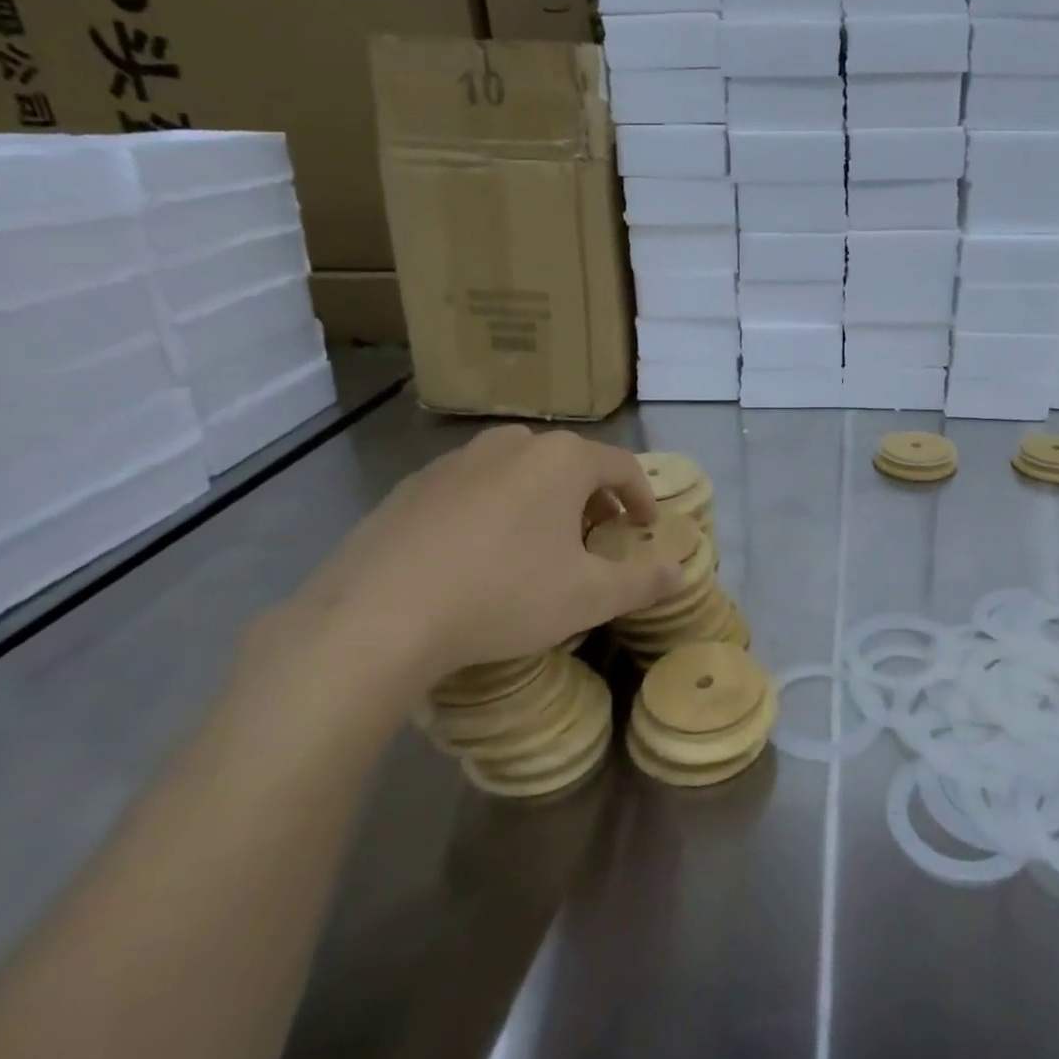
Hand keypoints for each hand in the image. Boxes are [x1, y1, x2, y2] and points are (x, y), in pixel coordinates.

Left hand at [252, 427, 681, 702]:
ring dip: (541, 500)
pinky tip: (478, 554)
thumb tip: (678, 571)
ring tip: (537, 544)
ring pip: (519, 470)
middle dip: (591, 498)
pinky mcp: (414, 485)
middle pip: (570, 463)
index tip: (644, 529)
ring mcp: (457, 460)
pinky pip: (472, 487)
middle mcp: (512, 444)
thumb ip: (643, 581)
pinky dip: (493, 509)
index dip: (642, 498)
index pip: (622, 466)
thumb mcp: (588, 597)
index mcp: (562, 460)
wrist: (379, 614)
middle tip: (594, 538)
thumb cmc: (503, 595)